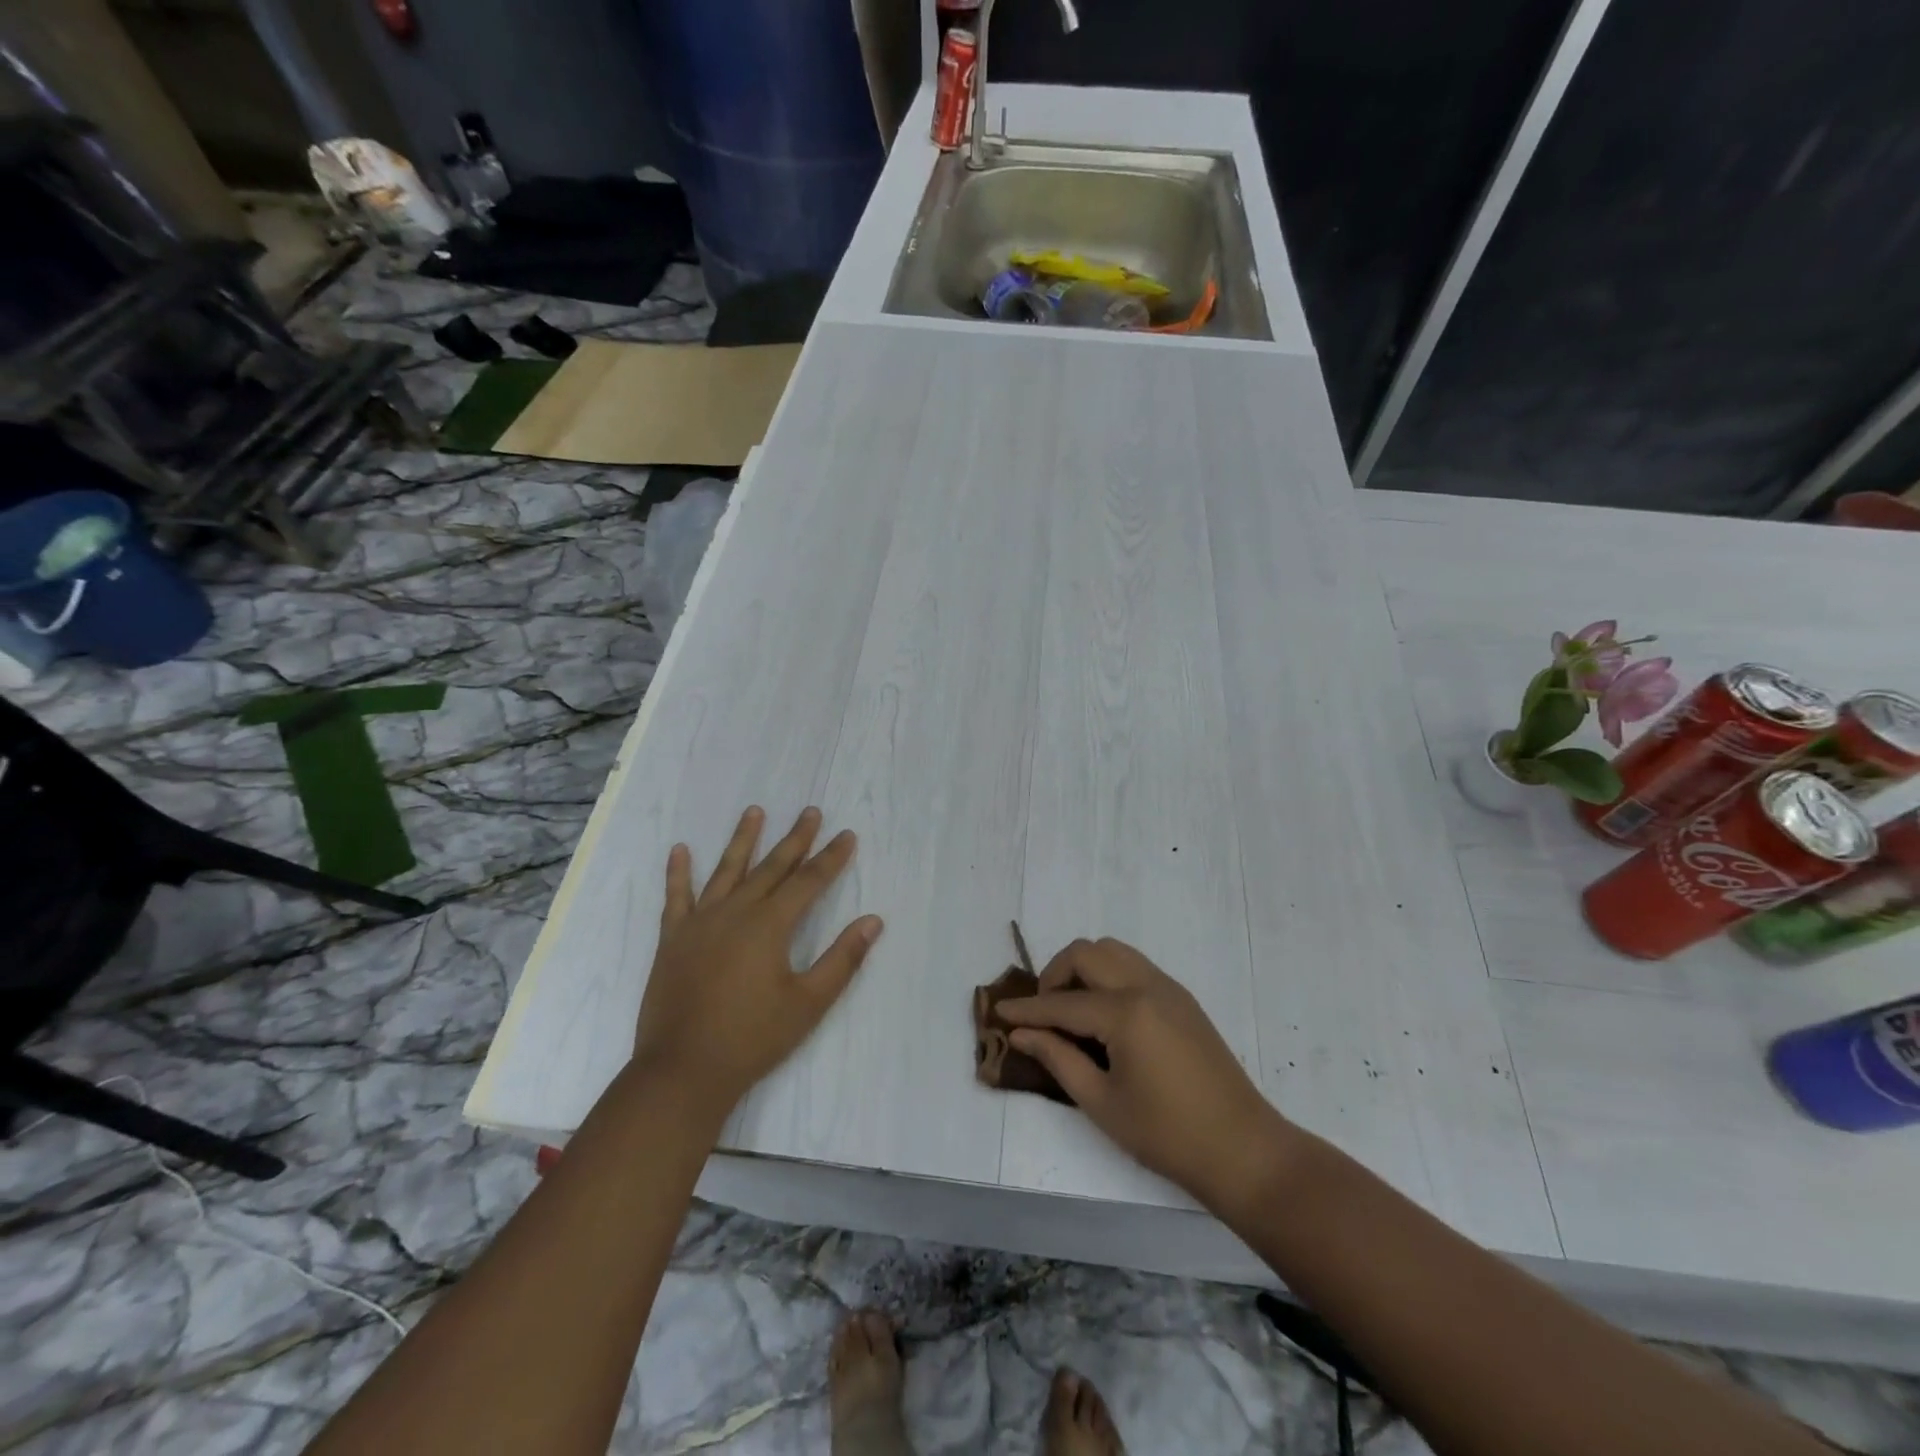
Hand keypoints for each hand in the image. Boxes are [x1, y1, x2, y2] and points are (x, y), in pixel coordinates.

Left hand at [633, 806, 882, 1116]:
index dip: (831, 858)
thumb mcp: (809, 1003)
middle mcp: (735, 912)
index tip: (846, 835)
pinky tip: (680, 849)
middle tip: (810, 811)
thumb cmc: (753, 1038)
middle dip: (795, 839)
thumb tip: (873, 921)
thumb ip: (842, 959)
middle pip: (772, 867)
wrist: (683, 1070)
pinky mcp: (673, 939)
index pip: (808, 882)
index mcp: (769, 926)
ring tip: (755, 811)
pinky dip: (678, 872)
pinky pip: (676, 897)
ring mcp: (700, 923)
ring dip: (743, 840)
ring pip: (726, 871)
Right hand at [995, 938, 1294, 1215]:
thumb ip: (1058, 1058)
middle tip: (1042, 1013)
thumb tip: (1021, 1033)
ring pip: (1113, 951)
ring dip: (1083, 968)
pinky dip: (1108, 975)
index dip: (1027, 1010)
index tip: (999, 1012)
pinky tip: (1103, 1014)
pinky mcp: (1182, 998)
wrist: (1243, 1150)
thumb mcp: (1102, 1102)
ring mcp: (1168, 988)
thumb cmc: (1167, 1135)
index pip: (1062, 1003)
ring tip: (1071, 1009)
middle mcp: (1146, 986)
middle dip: (1055, 975)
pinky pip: (1134, 966)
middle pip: (1087, 953)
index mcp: (1126, 1013)